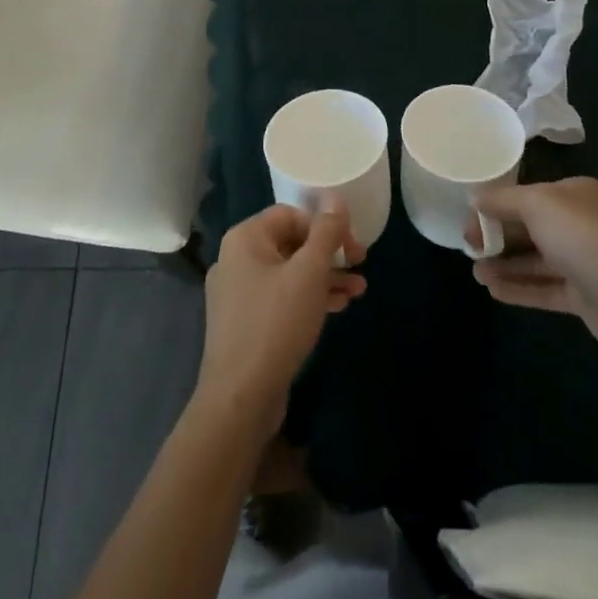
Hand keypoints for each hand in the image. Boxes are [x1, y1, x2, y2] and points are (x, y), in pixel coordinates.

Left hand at [194, 202, 366, 440]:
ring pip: (289, 273)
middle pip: (291, 243)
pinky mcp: (244, 323)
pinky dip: (308, 298)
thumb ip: (326, 232)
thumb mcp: (309, 273)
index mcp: (245, 238)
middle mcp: (236, 259)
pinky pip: (280, 298)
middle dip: (329, 254)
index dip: (326, 225)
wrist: (240, 400)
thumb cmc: (276, 324)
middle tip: (361, 265)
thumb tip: (336, 198)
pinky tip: (337, 308)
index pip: (291, 214)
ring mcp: (238, 293)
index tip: (354, 247)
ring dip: (324, 278)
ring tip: (359, 292)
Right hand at [471, 177, 597, 363]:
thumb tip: (474, 196)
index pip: (528, 195)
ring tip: (475, 272)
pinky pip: (545, 289)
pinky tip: (493, 291)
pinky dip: (520, 289)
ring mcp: (583, 262)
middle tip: (467, 246)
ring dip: (504, 265)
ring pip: (535, 260)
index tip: (469, 218)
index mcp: (574, 194)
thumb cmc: (584, 238)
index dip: (496, 204)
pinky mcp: (585, 297)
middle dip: (498, 236)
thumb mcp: (538, 204)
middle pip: (529, 227)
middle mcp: (580, 224)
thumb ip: (503, 200)